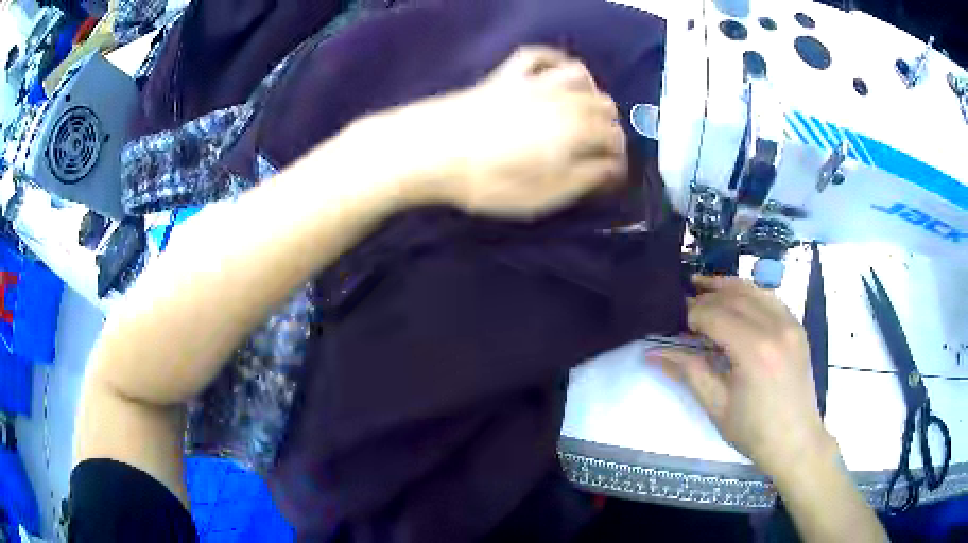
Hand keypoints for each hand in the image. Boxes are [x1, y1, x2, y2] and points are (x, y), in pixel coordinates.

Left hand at [354, 46, 626, 219]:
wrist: (430, 150)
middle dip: (609, 129)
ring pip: (581, 76)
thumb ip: (585, 180)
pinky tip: (554, 74)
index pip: (615, 140)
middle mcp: (564, 99)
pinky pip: (538, 56)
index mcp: (578, 131)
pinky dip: (554, 61)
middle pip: (605, 106)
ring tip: (582, 114)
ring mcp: (534, 81)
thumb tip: (612, 169)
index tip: (609, 178)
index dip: (618, 161)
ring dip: (590, 94)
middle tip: (596, 152)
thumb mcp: (544, 195)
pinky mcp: (506, 75)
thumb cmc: (489, 180)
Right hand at [649, 276, 833, 477]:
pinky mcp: (797, 326)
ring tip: (702, 286)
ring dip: (726, 286)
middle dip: (704, 298)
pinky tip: (735, 298)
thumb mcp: (716, 405)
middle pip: (732, 297)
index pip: (714, 315)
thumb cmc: (753, 431)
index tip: (671, 320)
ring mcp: (790, 323)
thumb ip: (688, 371)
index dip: (690, 314)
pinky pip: (769, 297)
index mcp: (754, 350)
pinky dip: (749, 292)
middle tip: (682, 306)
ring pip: (753, 289)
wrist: (795, 441)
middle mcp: (775, 326)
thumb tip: (653, 353)